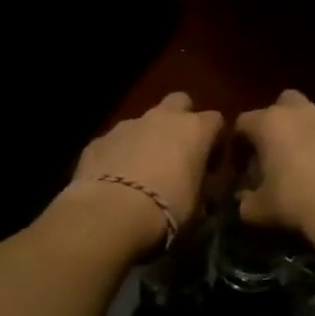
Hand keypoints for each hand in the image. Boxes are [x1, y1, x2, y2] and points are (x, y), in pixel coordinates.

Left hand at [65, 92, 224, 250]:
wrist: (111, 213)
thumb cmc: (167, 209)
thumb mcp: (198, 208)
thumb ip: (202, 190)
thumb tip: (202, 193)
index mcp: (194, 130)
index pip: (215, 121)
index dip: (215, 141)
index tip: (210, 165)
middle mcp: (162, 118)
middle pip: (179, 102)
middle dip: (181, 120)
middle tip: (178, 151)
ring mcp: (127, 125)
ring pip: (143, 122)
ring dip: (146, 139)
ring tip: (142, 172)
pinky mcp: (98, 140)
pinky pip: (115, 142)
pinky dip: (118, 155)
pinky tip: (114, 180)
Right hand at [233, 90, 314, 259]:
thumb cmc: (296, 201)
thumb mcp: (260, 209)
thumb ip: (245, 202)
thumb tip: (243, 202)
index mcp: (270, 122)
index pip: (243, 123)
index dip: (236, 144)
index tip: (237, 166)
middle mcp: (299, 114)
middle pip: (281, 104)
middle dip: (273, 122)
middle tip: (268, 151)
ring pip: (307, 119)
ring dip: (298, 134)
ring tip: (294, 165)